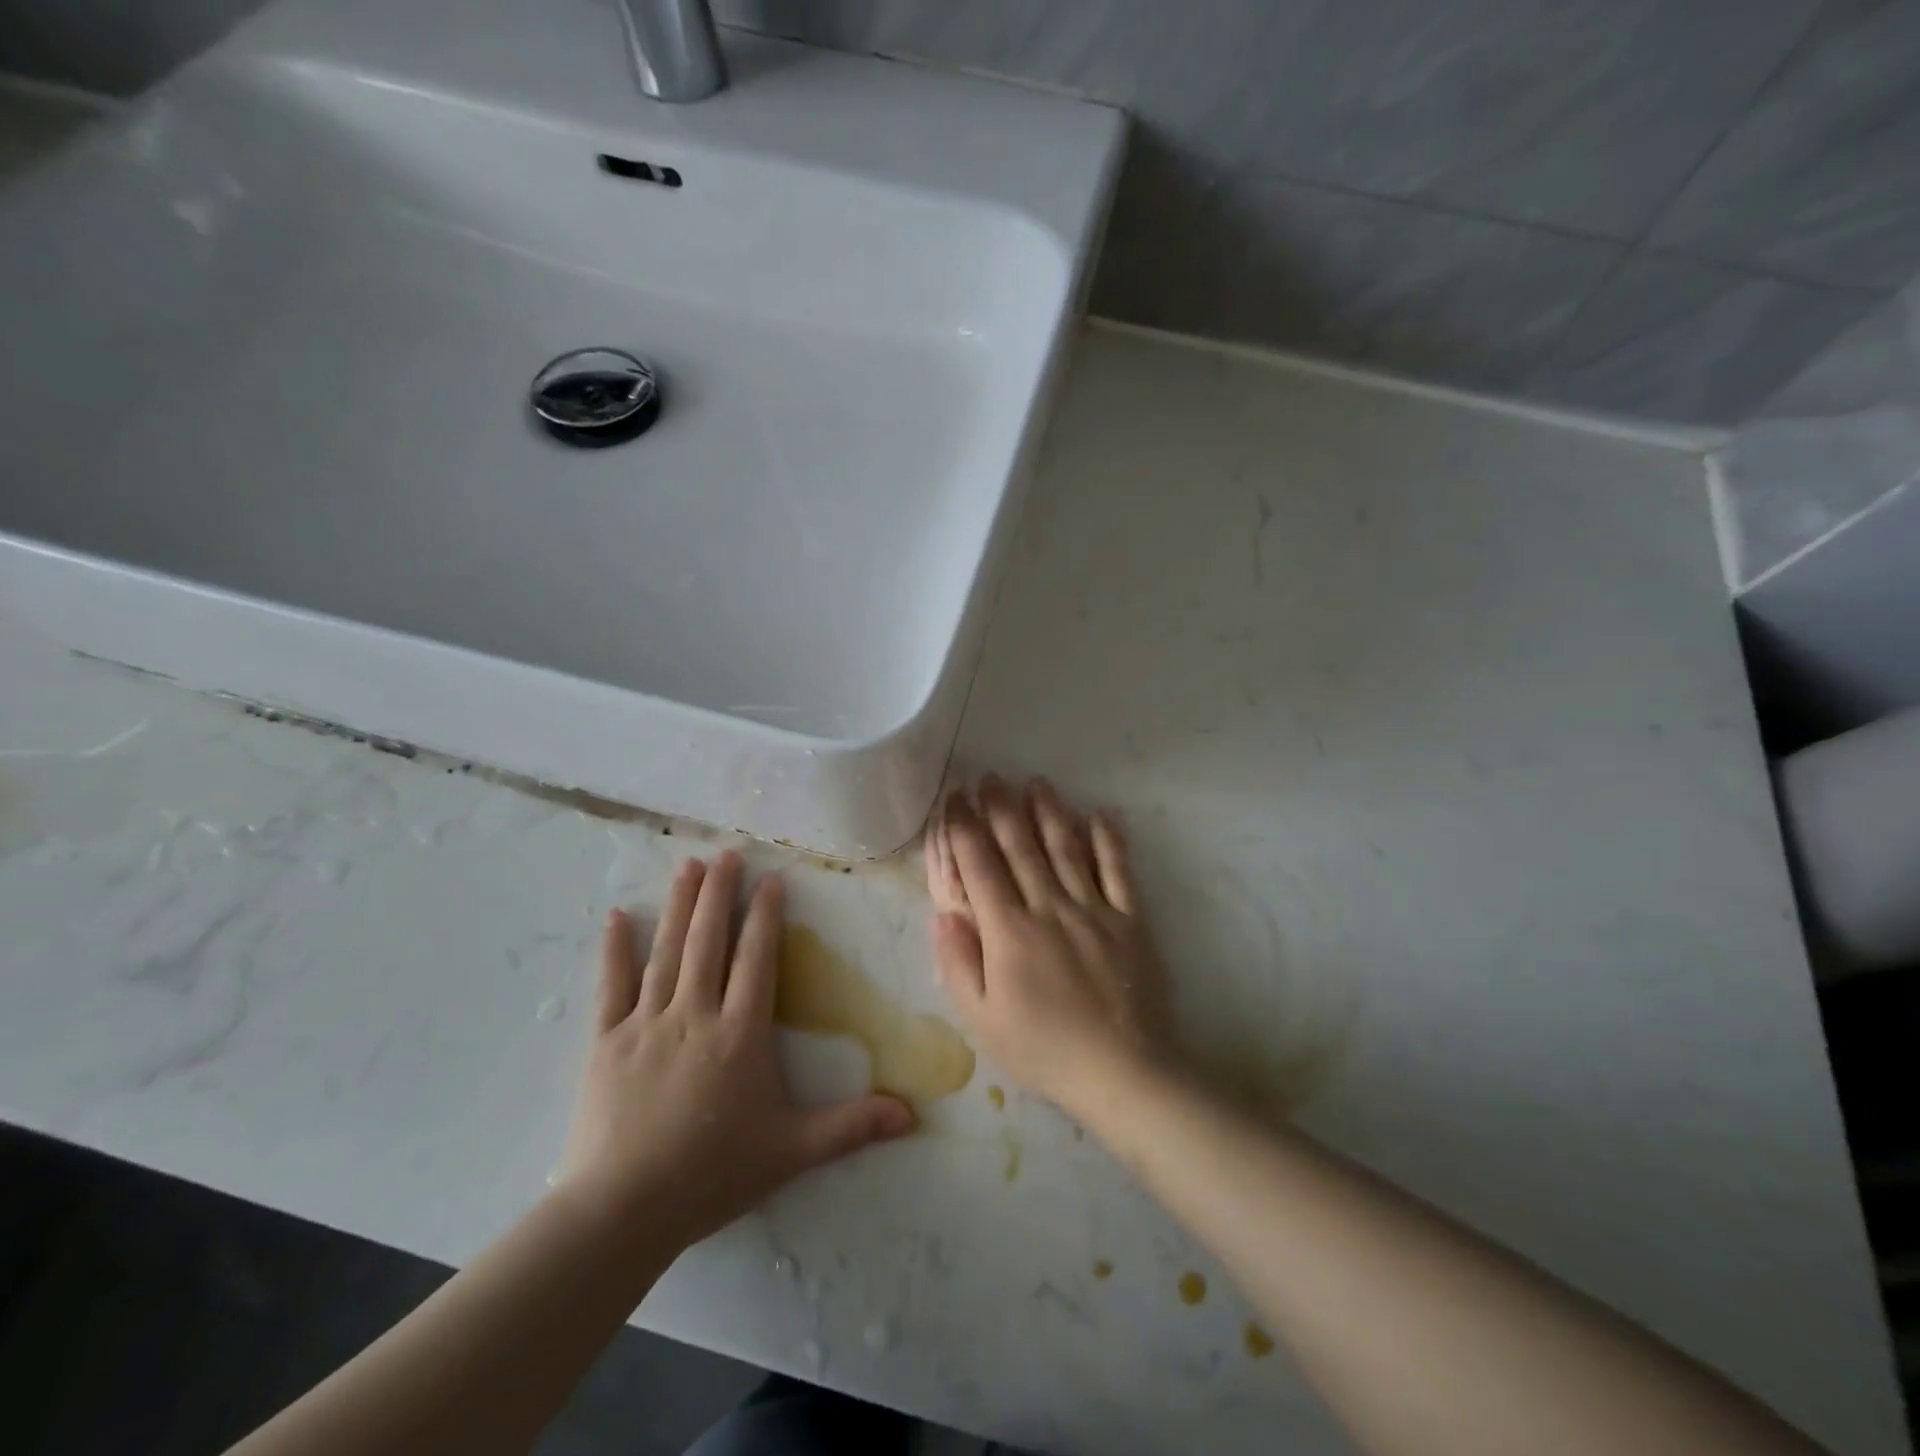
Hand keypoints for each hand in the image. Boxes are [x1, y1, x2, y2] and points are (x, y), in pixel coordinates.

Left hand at [557, 852, 914, 1251]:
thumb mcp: (793, 1151)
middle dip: (721, 893)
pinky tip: (618, 916)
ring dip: (680, 906)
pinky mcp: (606, 1042)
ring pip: (667, 951)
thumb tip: (914, 1114)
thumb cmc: (713, 1174)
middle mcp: (695, 1014)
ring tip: (688, 866)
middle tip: (727, 852)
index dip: (766, 916)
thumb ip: (852, 1126)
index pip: (757, 958)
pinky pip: (611, 986)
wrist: (623, 1212)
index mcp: (741, 1032)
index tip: (771, 879)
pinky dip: (614, 950)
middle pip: (710, 940)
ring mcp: (646, 1023)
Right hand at [927, 776, 1171, 1112]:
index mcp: (1008, 930)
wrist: (1122, 1073)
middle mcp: (1049, 906)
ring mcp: (1094, 909)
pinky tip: (1101, 814)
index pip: (980, 866)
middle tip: (990, 776)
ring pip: (1067, 848)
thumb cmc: (1043, 1050)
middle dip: (1001, 808)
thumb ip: (957, 964)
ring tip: (1037, 783)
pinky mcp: (1130, 920)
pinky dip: (1110, 840)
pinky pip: (1119, 870)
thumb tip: (941, 913)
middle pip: (1021, 846)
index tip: (955, 799)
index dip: (964, 829)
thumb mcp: (981, 1021)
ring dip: (1050, 812)